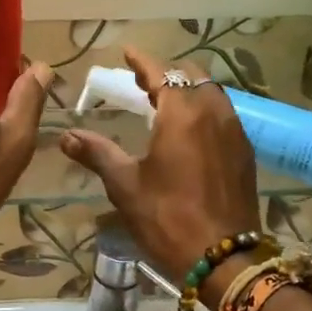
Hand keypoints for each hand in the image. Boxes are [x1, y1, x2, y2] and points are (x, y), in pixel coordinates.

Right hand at [59, 47, 258, 285]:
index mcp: (182, 113)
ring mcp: (234, 131)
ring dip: (188, 90)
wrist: (224, 258)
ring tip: (164, 103)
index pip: (161, 72)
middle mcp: (213, 112)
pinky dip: (204, 110)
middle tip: (143, 82)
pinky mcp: (244, 152)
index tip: (128, 52)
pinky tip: (190, 131)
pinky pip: (224, 115)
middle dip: (167, 73)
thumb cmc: (168, 218)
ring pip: (211, 94)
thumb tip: (66, 136)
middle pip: (192, 76)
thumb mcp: (125, 185)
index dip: (142, 61)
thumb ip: (97, 153)